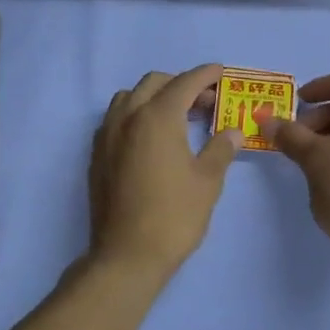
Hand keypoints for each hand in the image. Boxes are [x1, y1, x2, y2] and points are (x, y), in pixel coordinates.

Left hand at [88, 65, 241, 282]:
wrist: (126, 255)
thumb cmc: (174, 216)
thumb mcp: (207, 181)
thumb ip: (220, 149)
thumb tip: (233, 131)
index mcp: (157, 117)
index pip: (184, 83)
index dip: (206, 75)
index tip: (221, 73)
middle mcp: (127, 117)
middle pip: (154, 83)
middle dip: (181, 84)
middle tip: (206, 103)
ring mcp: (107, 135)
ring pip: (130, 98)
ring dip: (154, 97)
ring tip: (178, 118)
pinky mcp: (97, 155)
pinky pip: (116, 119)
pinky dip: (136, 115)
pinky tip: (152, 139)